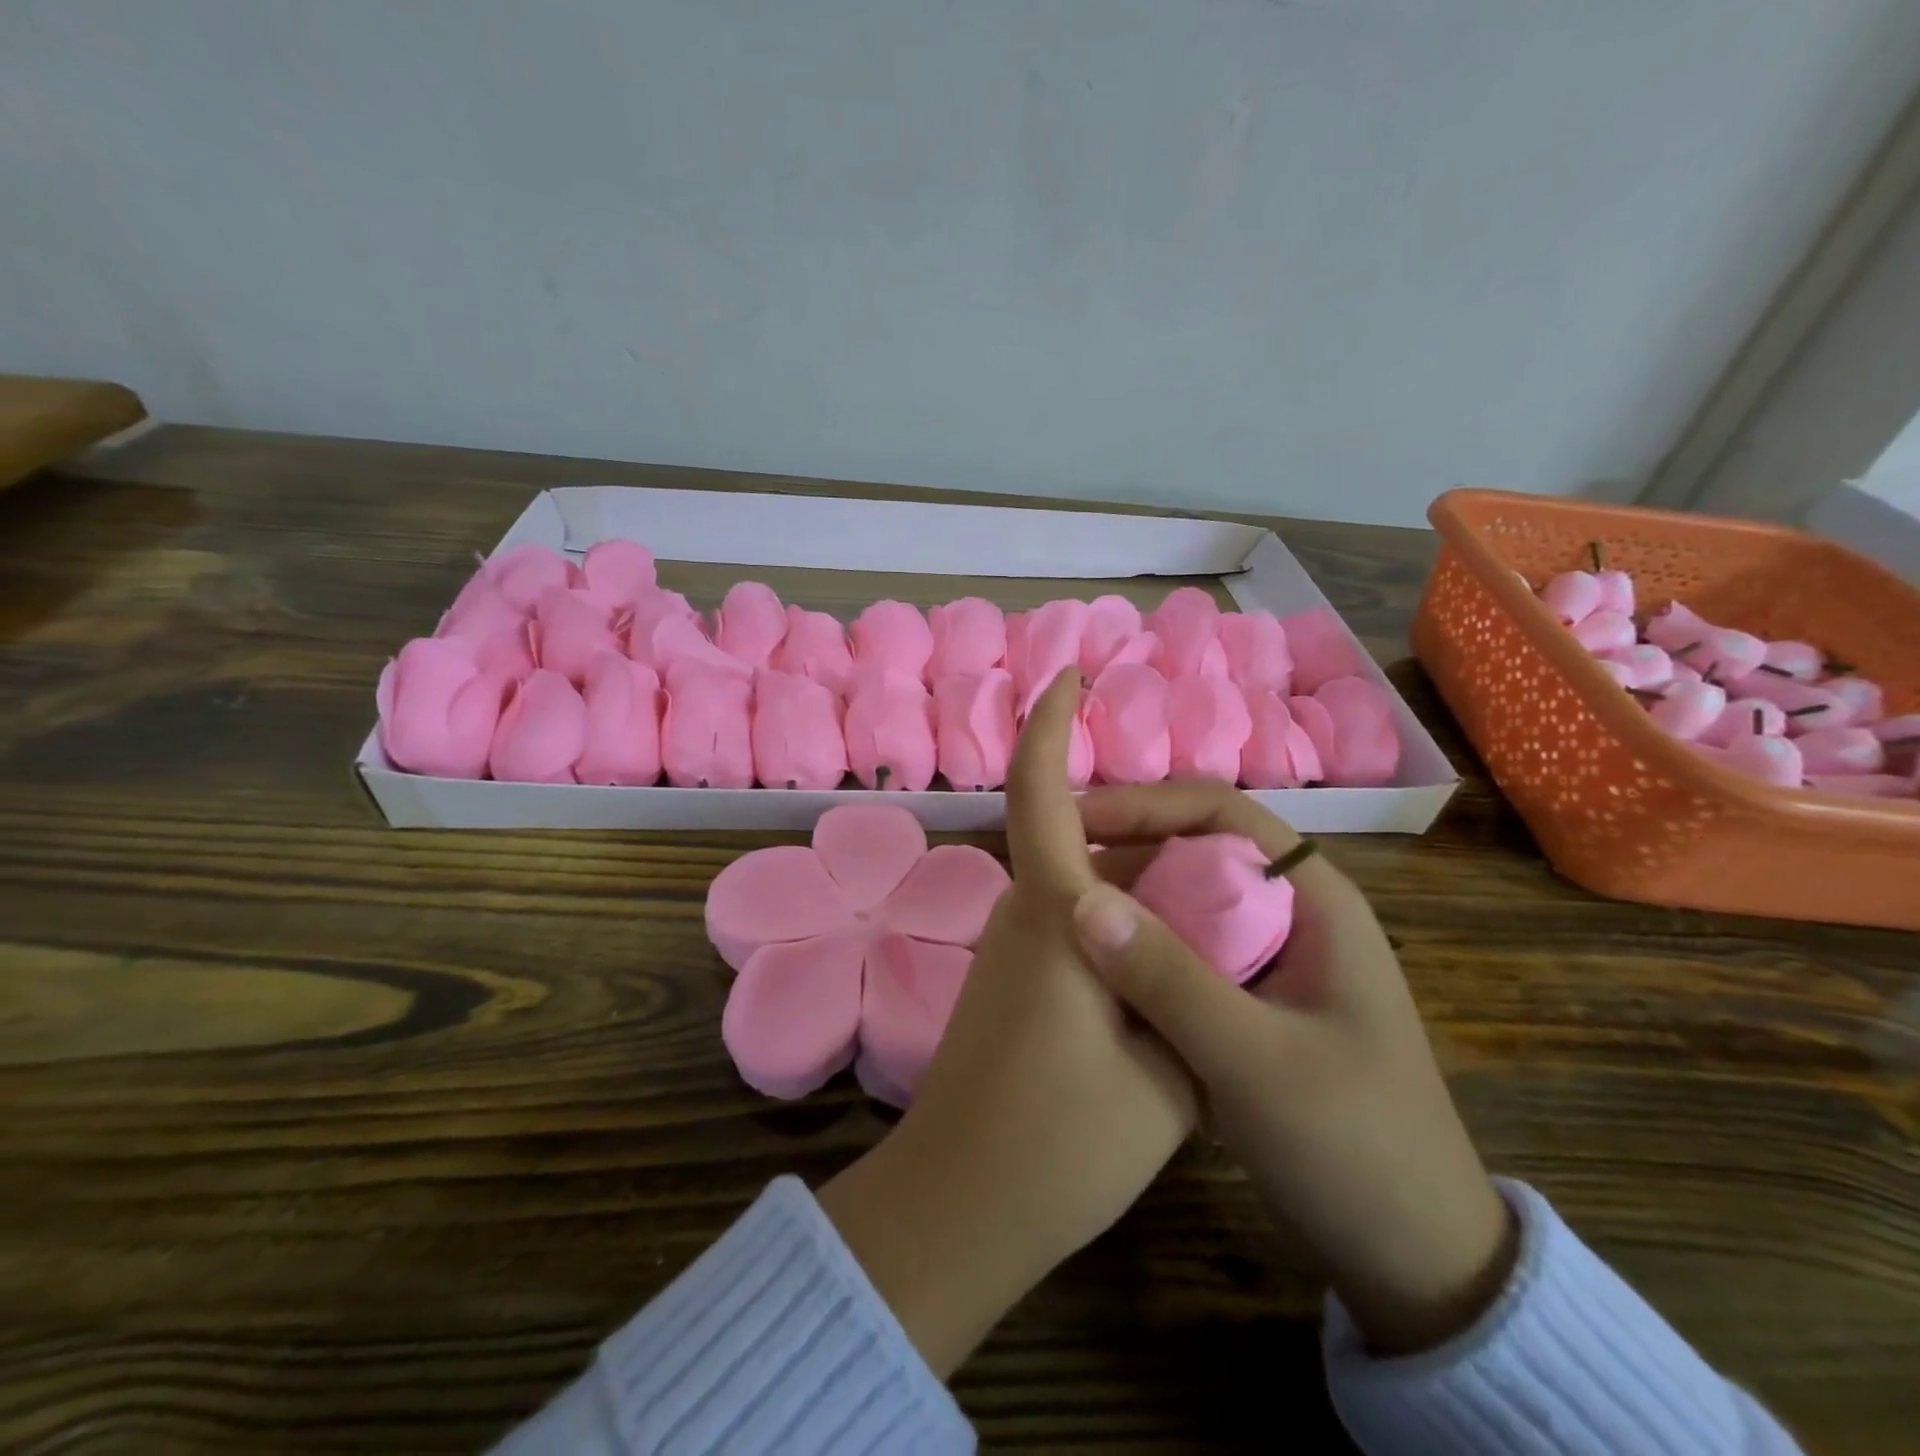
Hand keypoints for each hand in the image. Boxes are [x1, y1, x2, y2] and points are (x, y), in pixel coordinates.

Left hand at [817, 671, 1193, 1376]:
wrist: (961, 1206)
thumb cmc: (1064, 1141)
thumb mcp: (1170, 1071)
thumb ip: (1193, 994)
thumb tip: (1209, 950)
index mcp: (1055, 912)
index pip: (1040, 792)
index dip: (1050, 726)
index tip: (1068, 678)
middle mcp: (1023, 914)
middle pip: (1078, 838)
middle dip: (1140, 828)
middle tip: (1219, 856)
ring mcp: (1010, 950)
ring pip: (1079, 884)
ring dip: (1136, 882)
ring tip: (1212, 912)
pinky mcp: (1008, 983)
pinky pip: (1069, 924)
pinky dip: (1118, 922)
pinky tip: (1168, 963)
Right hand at [1070, 779, 1516, 1355]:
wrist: (1417, 1258)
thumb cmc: (1353, 1146)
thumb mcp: (1255, 1061)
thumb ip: (1169, 979)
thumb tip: (1080, 899)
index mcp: (1313, 899)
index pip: (1221, 812)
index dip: (1146, 805)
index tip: (1075, 823)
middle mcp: (1289, 913)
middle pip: (1195, 851)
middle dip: (1124, 854)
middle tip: (1050, 874)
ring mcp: (1268, 959)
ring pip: (1183, 902)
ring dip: (1126, 903)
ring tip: (1057, 917)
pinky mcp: (1248, 1000)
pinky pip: (1182, 951)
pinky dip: (1138, 950)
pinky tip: (1093, 970)